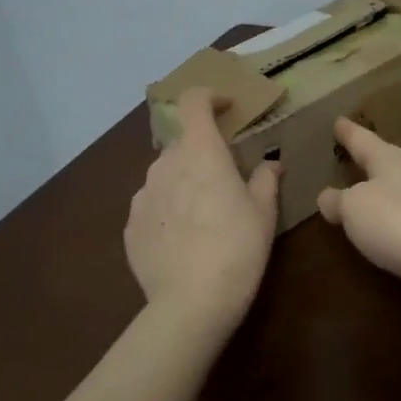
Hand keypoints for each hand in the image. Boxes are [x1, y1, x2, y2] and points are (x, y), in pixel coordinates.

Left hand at [125, 87, 280, 329]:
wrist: (191, 303)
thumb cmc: (238, 246)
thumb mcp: (264, 212)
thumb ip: (265, 179)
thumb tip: (271, 164)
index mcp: (200, 151)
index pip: (193, 101)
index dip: (209, 97)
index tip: (226, 107)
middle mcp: (165, 164)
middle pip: (183, 143)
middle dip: (203, 152)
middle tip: (225, 179)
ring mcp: (142, 196)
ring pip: (165, 175)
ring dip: (184, 182)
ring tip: (204, 215)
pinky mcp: (130, 227)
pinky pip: (152, 206)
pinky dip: (168, 211)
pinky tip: (184, 240)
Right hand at [317, 117, 400, 321]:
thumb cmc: (396, 220)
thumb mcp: (354, 206)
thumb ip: (338, 200)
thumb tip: (327, 196)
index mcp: (389, 158)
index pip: (362, 139)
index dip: (347, 131)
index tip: (337, 120)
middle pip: (380, 161)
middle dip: (363, 158)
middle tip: (344, 151)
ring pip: (390, 190)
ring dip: (373, 190)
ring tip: (352, 191)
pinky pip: (396, 218)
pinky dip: (382, 219)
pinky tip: (372, 227)